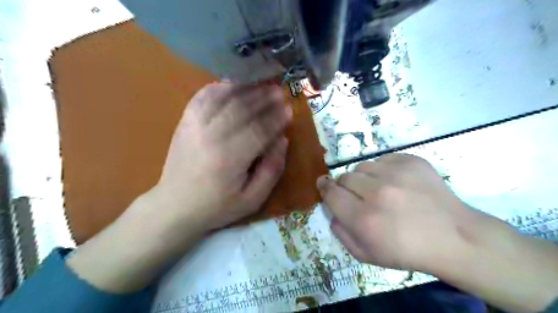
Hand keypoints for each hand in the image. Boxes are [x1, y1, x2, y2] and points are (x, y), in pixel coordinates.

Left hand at [152, 83, 292, 231]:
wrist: (174, 206)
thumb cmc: (217, 206)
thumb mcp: (252, 199)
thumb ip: (272, 170)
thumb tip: (282, 140)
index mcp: (230, 158)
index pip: (259, 129)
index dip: (276, 118)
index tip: (289, 109)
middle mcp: (211, 136)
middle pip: (242, 108)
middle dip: (264, 98)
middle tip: (279, 91)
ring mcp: (194, 126)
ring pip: (223, 98)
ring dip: (244, 88)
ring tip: (260, 84)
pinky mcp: (184, 123)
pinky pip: (202, 97)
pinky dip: (218, 87)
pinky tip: (231, 85)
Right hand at [318, 153, 469, 270]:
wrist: (453, 237)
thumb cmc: (407, 251)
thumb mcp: (366, 255)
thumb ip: (341, 233)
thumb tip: (332, 210)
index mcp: (363, 218)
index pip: (331, 192)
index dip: (324, 187)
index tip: (323, 184)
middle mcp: (376, 192)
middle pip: (344, 177)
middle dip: (346, 187)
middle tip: (359, 196)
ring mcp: (395, 174)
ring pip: (362, 166)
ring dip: (364, 178)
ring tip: (379, 189)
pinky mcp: (411, 161)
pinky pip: (383, 159)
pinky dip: (383, 170)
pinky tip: (396, 183)